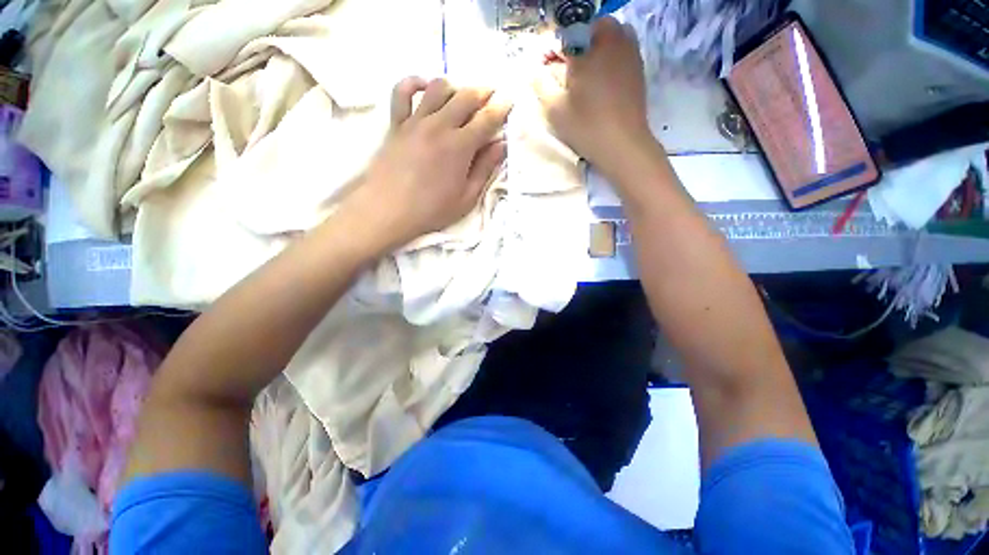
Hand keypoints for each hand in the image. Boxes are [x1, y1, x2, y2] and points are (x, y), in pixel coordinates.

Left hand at [347, 77, 510, 251]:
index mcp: (460, 146)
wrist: (388, 210)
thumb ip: (485, 169)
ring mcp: (415, 122)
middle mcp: (439, 126)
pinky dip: (413, 82)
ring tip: (462, 95)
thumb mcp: (467, 197)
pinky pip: (402, 92)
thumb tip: (501, 146)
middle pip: (465, 97)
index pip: (486, 119)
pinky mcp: (396, 124)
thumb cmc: (432, 210)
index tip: (509, 102)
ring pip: (438, 88)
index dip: (501, 109)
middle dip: (483, 92)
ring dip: (455, 87)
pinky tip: (424, 86)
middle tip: (491, 94)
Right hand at [534, 17, 652, 169]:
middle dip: (578, 41)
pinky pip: (623, 47)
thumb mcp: (554, 109)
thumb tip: (535, 70)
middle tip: (570, 66)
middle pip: (592, 27)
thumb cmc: (586, 127)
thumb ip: (541, 84)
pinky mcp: (638, 67)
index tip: (548, 66)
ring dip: (597, 45)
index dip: (554, 49)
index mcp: (587, 49)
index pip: (566, 35)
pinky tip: (603, 79)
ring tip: (587, 70)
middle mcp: (611, 42)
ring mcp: (629, 52)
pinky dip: (611, 55)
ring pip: (612, 33)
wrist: (621, 144)